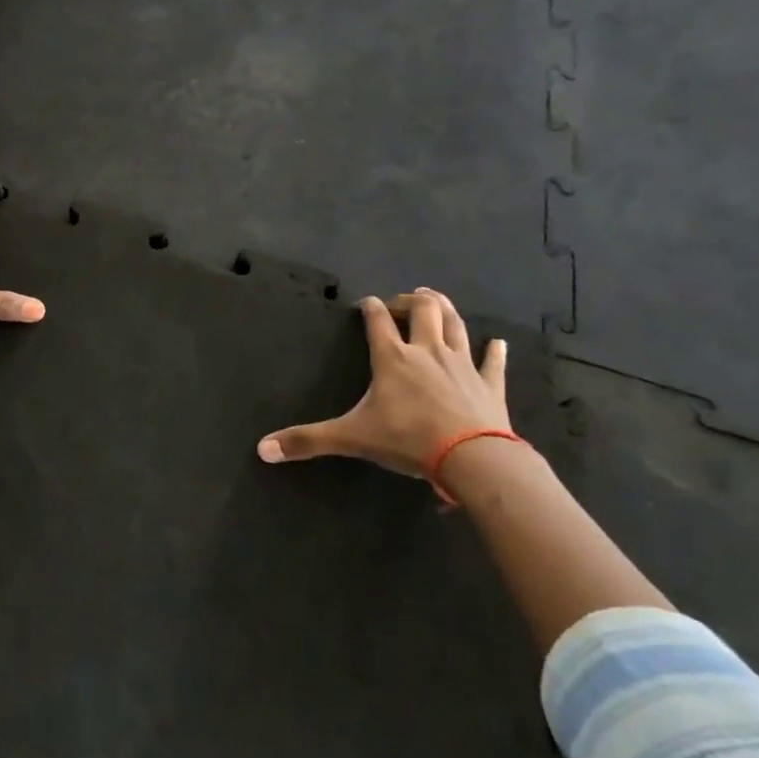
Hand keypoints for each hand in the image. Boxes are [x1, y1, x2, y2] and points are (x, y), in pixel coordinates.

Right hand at [257, 288, 509, 477]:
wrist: (472, 457)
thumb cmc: (408, 440)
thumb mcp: (351, 438)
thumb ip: (307, 441)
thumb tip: (261, 449)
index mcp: (392, 358)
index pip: (378, 320)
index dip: (370, 307)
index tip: (365, 302)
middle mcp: (427, 351)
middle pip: (422, 310)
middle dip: (412, 300)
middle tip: (404, 300)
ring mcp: (462, 364)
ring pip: (455, 324)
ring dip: (445, 309)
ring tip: (436, 300)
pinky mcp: (489, 383)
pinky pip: (492, 361)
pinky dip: (494, 350)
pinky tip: (497, 342)